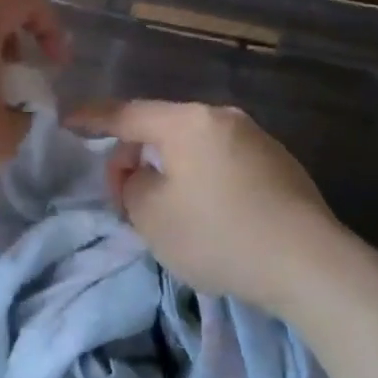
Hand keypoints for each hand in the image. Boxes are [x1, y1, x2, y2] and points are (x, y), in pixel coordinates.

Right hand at [71, 101, 348, 318]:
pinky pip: (222, 162)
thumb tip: (142, 175)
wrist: (310, 264)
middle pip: (162, 128)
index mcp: (187, 122)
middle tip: (122, 197)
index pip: (126, 113)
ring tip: (163, 209)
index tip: (67, 121)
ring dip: (169, 169)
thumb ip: (131, 185)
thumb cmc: (218, 235)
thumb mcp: (152, 216)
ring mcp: (257, 139)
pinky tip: (206, 214)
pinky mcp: (279, 165)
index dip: (92, 118)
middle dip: (134, 157)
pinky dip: (201, 179)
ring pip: (193, 147)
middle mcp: (223, 118)